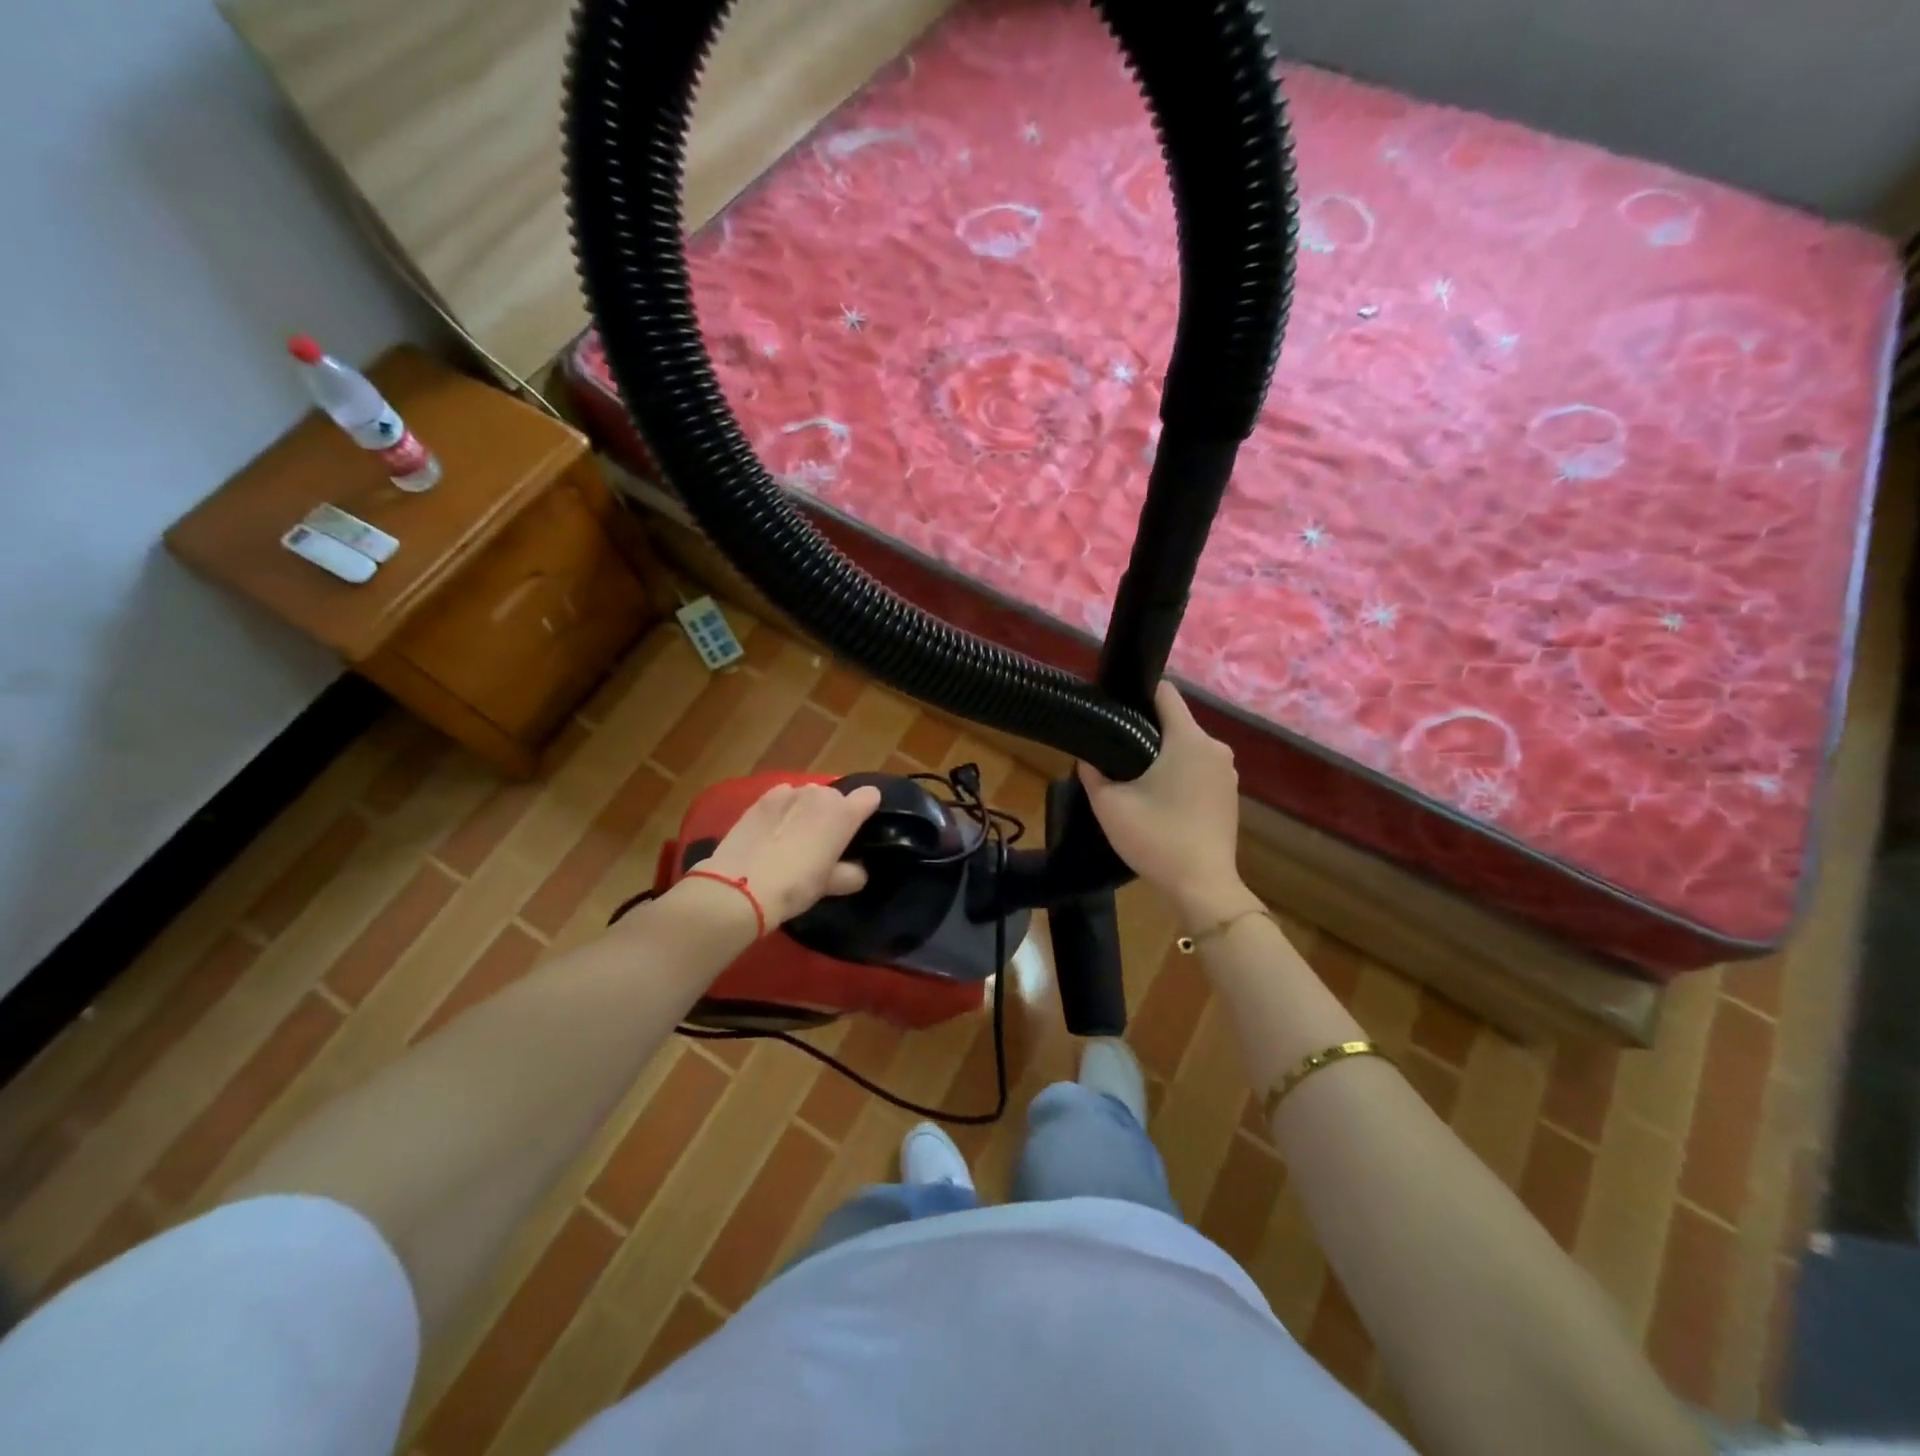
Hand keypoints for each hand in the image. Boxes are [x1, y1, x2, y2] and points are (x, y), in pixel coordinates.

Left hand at [693, 782, 882, 926]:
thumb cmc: (795, 886)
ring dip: (806, 810)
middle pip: (835, 797)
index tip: (858, 830)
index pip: (869, 796)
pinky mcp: (761, 798)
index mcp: (843, 813)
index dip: (866, 810)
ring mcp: (788, 792)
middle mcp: (819, 794)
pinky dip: (782, 809)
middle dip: (832, 814)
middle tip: (821, 843)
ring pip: (807, 796)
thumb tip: (857, 871)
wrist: (739, 887)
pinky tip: (771, 831)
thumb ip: (850, 874)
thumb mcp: (829, 886)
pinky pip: (782, 797)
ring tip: (792, 836)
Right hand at [1078, 682, 1252, 919]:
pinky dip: (1179, 774)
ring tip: (1133, 775)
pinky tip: (1159, 798)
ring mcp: (1227, 773)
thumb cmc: (1157, 838)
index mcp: (1188, 739)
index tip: (1115, 709)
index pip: (1165, 692)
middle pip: (1175, 721)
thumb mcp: (1109, 805)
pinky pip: (1199, 769)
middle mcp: (1214, 748)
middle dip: (1146, 729)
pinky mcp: (1230, 795)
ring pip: (1187, 747)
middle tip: (1115, 749)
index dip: (1137, 694)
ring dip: (1163, 755)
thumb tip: (1088, 756)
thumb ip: (1093, 773)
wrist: (1202, 886)